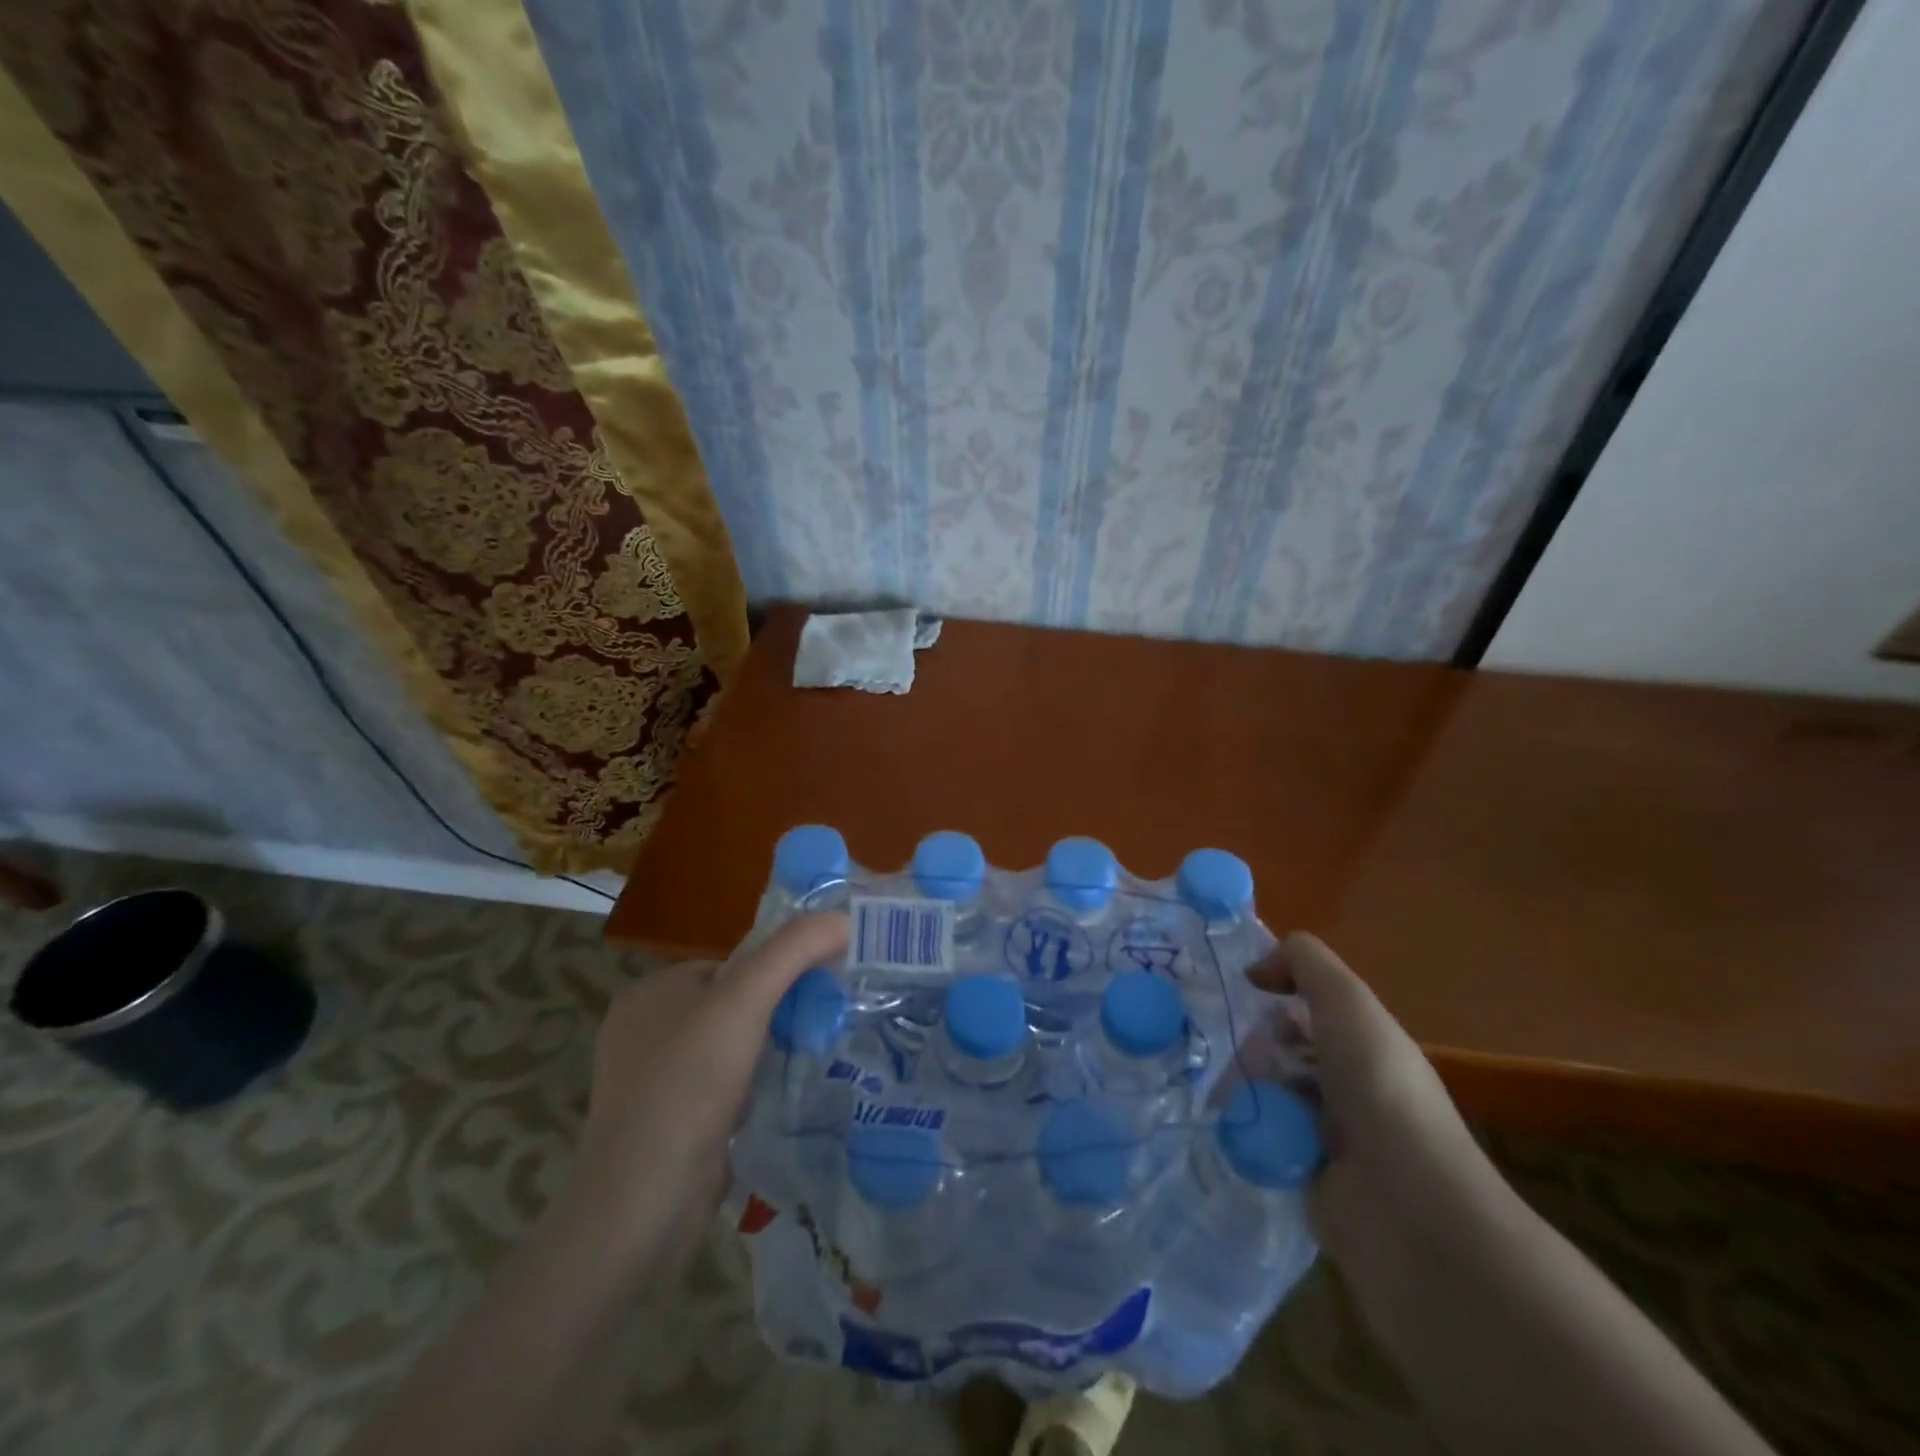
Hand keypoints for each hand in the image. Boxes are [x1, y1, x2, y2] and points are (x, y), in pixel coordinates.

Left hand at [564, 912, 850, 1287]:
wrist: (643, 1204)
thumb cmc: (689, 1083)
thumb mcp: (745, 999)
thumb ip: (794, 950)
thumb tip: (843, 917)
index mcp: (650, 992)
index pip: (729, 964)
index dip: (775, 972)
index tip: (817, 991)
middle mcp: (643, 1032)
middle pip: (731, 1006)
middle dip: (774, 1016)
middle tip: (817, 1029)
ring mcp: (650, 1084)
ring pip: (727, 1050)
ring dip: (764, 1055)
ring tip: (802, 1065)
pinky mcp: (663, 1128)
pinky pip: (718, 1091)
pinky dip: (747, 1092)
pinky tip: (770, 1104)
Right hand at [1253, 934, 1504, 1294]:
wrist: (1409, 1212)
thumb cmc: (1380, 1093)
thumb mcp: (1347, 1003)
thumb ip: (1303, 962)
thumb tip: (1256, 971)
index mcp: (1363, 1046)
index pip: (1305, 1011)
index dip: (1272, 999)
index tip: (1241, 1000)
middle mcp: (1347, 1087)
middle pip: (1278, 1052)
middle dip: (1250, 1050)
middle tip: (1239, 1061)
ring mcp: (1327, 1137)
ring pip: (1264, 1095)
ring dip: (1242, 1091)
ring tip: (1228, 1100)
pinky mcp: (1305, 1180)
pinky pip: (1259, 1142)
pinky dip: (1244, 1134)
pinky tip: (1231, 1131)